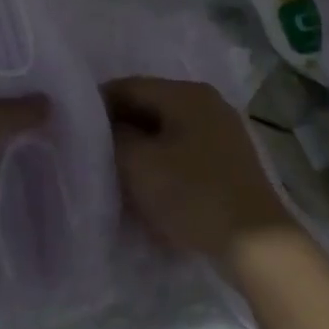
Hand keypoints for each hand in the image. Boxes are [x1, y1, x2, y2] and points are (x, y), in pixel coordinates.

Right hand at [103, 77, 295, 267]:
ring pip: (166, 132)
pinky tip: (149, 189)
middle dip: (119, 130)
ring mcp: (222, 132)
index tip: (73, 130)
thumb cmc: (192, 194)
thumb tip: (104, 127)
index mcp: (186, 93)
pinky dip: (162, 165)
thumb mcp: (139, 164)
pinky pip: (183, 153)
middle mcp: (207, 103)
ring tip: (116, 175)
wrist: (255, 242)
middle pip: (149, 107)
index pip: (128, 86)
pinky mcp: (228, 162)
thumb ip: (113, 137)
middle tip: (91, 155)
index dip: (96, 105)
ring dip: (140, 150)